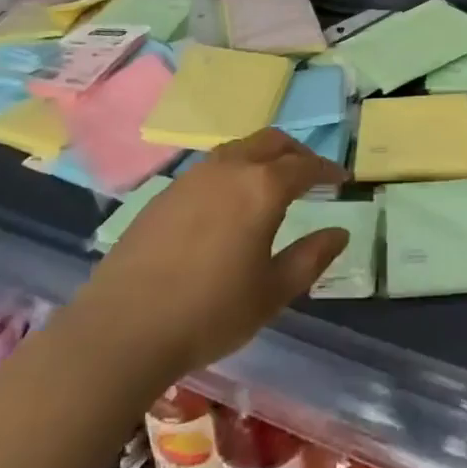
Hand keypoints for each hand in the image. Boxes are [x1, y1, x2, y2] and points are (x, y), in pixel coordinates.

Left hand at [67, 130, 349, 383]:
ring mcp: (194, 175)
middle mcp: (230, 167)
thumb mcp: (272, 292)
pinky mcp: (167, 190)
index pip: (304, 165)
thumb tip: (340, 232)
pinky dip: (234, 171)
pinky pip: (212, 167)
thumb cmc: (210, 312)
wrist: (125, 325)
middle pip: (272, 141)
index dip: (327, 169)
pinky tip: (229, 203)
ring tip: (271, 184)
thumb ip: (311, 257)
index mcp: (262, 187)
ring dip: (263, 156)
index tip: (341, 178)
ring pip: (239, 148)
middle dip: (296, 152)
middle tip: (310, 173)